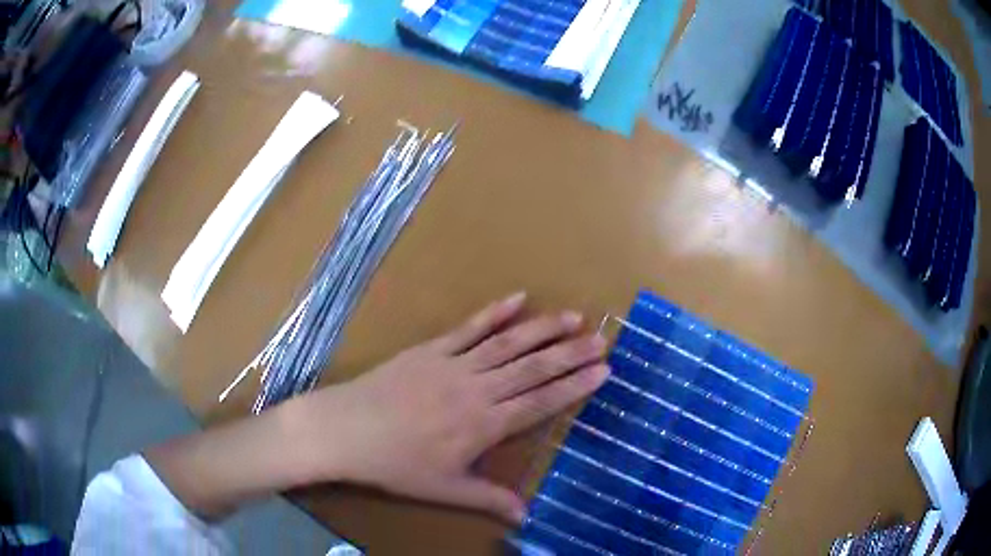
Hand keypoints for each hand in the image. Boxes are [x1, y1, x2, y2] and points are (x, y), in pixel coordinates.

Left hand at [286, 292, 609, 522]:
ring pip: (508, 342)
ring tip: (573, 316)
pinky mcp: (431, 348)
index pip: (540, 401)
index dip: (574, 386)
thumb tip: (526, 516)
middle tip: (601, 339)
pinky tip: (518, 298)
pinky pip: (469, 327)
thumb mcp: (444, 490)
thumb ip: (488, 499)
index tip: (603, 370)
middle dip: (570, 353)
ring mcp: (454, 363)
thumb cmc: (396, 464)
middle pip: (533, 368)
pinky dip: (495, 312)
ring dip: (543, 329)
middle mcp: (477, 389)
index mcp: (484, 424)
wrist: (346, 430)